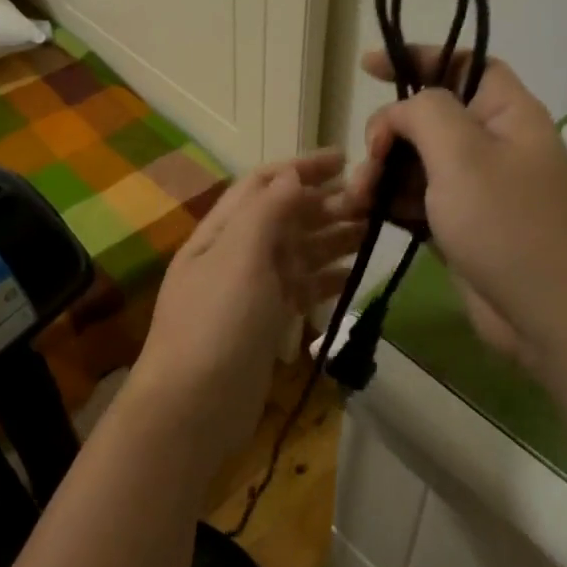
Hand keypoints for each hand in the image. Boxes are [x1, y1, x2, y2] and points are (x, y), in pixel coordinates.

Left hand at [129, 151, 361, 463]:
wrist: (193, 407)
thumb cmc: (217, 323)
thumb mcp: (240, 256)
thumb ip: (267, 211)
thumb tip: (293, 173)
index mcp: (222, 231)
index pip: (263, 184)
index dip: (301, 167)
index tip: (345, 158)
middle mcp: (235, 254)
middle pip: (284, 216)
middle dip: (324, 203)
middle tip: (372, 200)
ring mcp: (251, 290)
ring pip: (297, 252)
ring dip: (332, 238)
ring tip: (373, 230)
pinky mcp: (266, 322)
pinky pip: (301, 289)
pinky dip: (326, 278)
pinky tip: (354, 275)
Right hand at [347, 49, 566, 366]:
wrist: (553, 317)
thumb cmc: (510, 225)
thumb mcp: (463, 154)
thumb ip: (424, 113)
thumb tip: (401, 114)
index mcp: (508, 114)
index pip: (463, 64)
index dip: (418, 56)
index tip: (369, 65)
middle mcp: (495, 145)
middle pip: (430, 118)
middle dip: (390, 132)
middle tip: (370, 158)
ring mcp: (479, 190)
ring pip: (417, 163)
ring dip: (382, 173)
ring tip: (357, 199)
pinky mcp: (463, 228)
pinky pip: (419, 201)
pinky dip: (391, 203)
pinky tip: (364, 215)